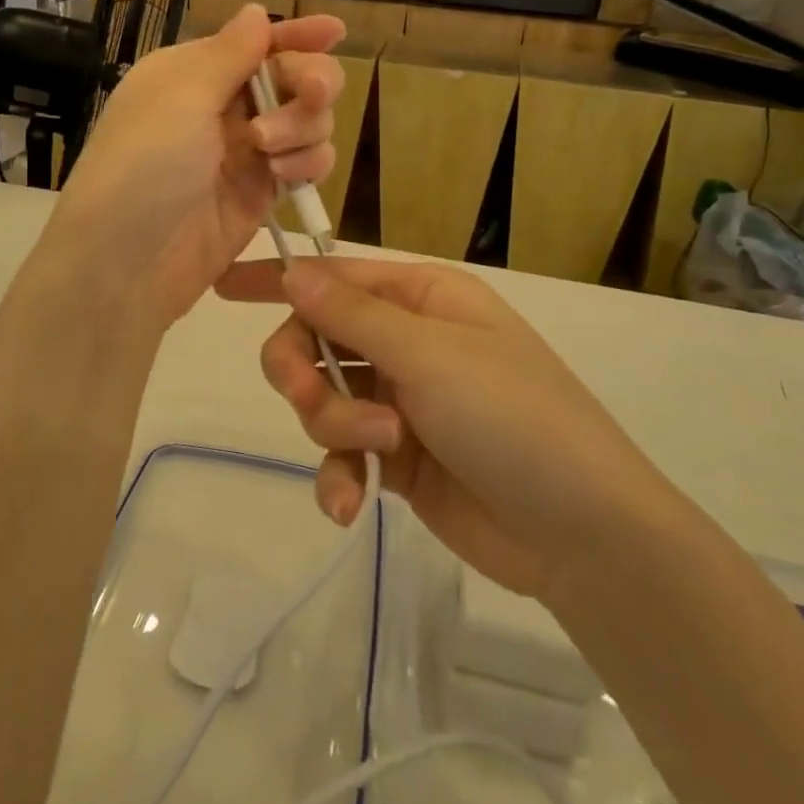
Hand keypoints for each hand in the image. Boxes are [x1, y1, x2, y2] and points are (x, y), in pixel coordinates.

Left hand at [48, 5, 344, 330]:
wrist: (126, 262)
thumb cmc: (144, 164)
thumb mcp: (180, 96)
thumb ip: (229, 53)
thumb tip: (256, 11)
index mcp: (195, 73)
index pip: (255, 43)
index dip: (297, 35)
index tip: (336, 30)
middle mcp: (222, 106)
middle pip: (293, 77)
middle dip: (310, 81)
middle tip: (313, 94)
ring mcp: (247, 151)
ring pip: (309, 120)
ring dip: (303, 127)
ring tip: (269, 151)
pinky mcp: (264, 192)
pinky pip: (309, 162)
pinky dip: (309, 162)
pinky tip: (285, 176)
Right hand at [216, 258, 672, 599]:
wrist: (581, 533)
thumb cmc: (512, 417)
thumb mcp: (429, 355)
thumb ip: (351, 315)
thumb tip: (293, 271)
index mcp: (422, 299)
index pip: (334, 275)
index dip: (277, 279)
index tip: (222, 286)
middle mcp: (408, 342)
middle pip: (316, 339)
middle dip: (305, 372)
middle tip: (311, 399)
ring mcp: (402, 401)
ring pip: (325, 399)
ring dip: (336, 427)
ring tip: (380, 451)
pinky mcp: (399, 457)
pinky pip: (344, 454)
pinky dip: (339, 476)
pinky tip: (349, 505)